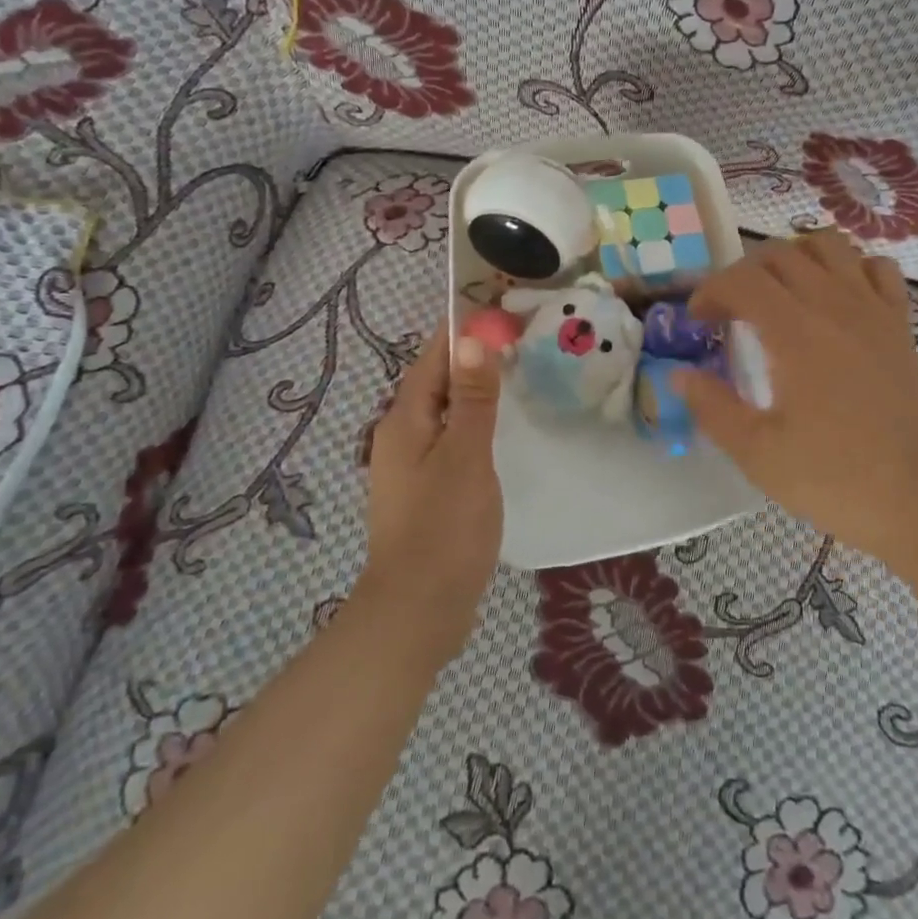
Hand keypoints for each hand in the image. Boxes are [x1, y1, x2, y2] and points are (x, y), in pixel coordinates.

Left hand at [359, 325, 504, 653]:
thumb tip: (472, 338)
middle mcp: (399, 435)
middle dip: (470, 357)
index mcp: (404, 420)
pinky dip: (471, 423)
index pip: (433, 357)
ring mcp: (410, 465)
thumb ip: (470, 398)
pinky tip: (497, 431)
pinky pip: (448, 439)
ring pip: (443, 411)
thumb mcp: (465, 455)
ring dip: (472, 390)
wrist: (419, 609)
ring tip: (514, 375)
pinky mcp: (425, 490)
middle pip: (435, 381)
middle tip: (518, 339)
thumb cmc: (444, 527)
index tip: (500, 310)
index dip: (462, 330)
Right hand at [677, 234, 917, 576]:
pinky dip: (850, 268)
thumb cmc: (835, 479)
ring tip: (780, 293)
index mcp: (795, 333)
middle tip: (731, 311)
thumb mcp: (758, 453)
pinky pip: (877, 268)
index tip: (697, 322)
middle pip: (779, 254)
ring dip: (795, 257)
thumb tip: (679, 374)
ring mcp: (873, 310)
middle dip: (743, 273)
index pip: (741, 280)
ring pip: (829, 245)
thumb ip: (712, 407)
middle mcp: (834, 305)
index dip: (709, 291)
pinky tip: (837, 299)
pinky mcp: (900, 325)